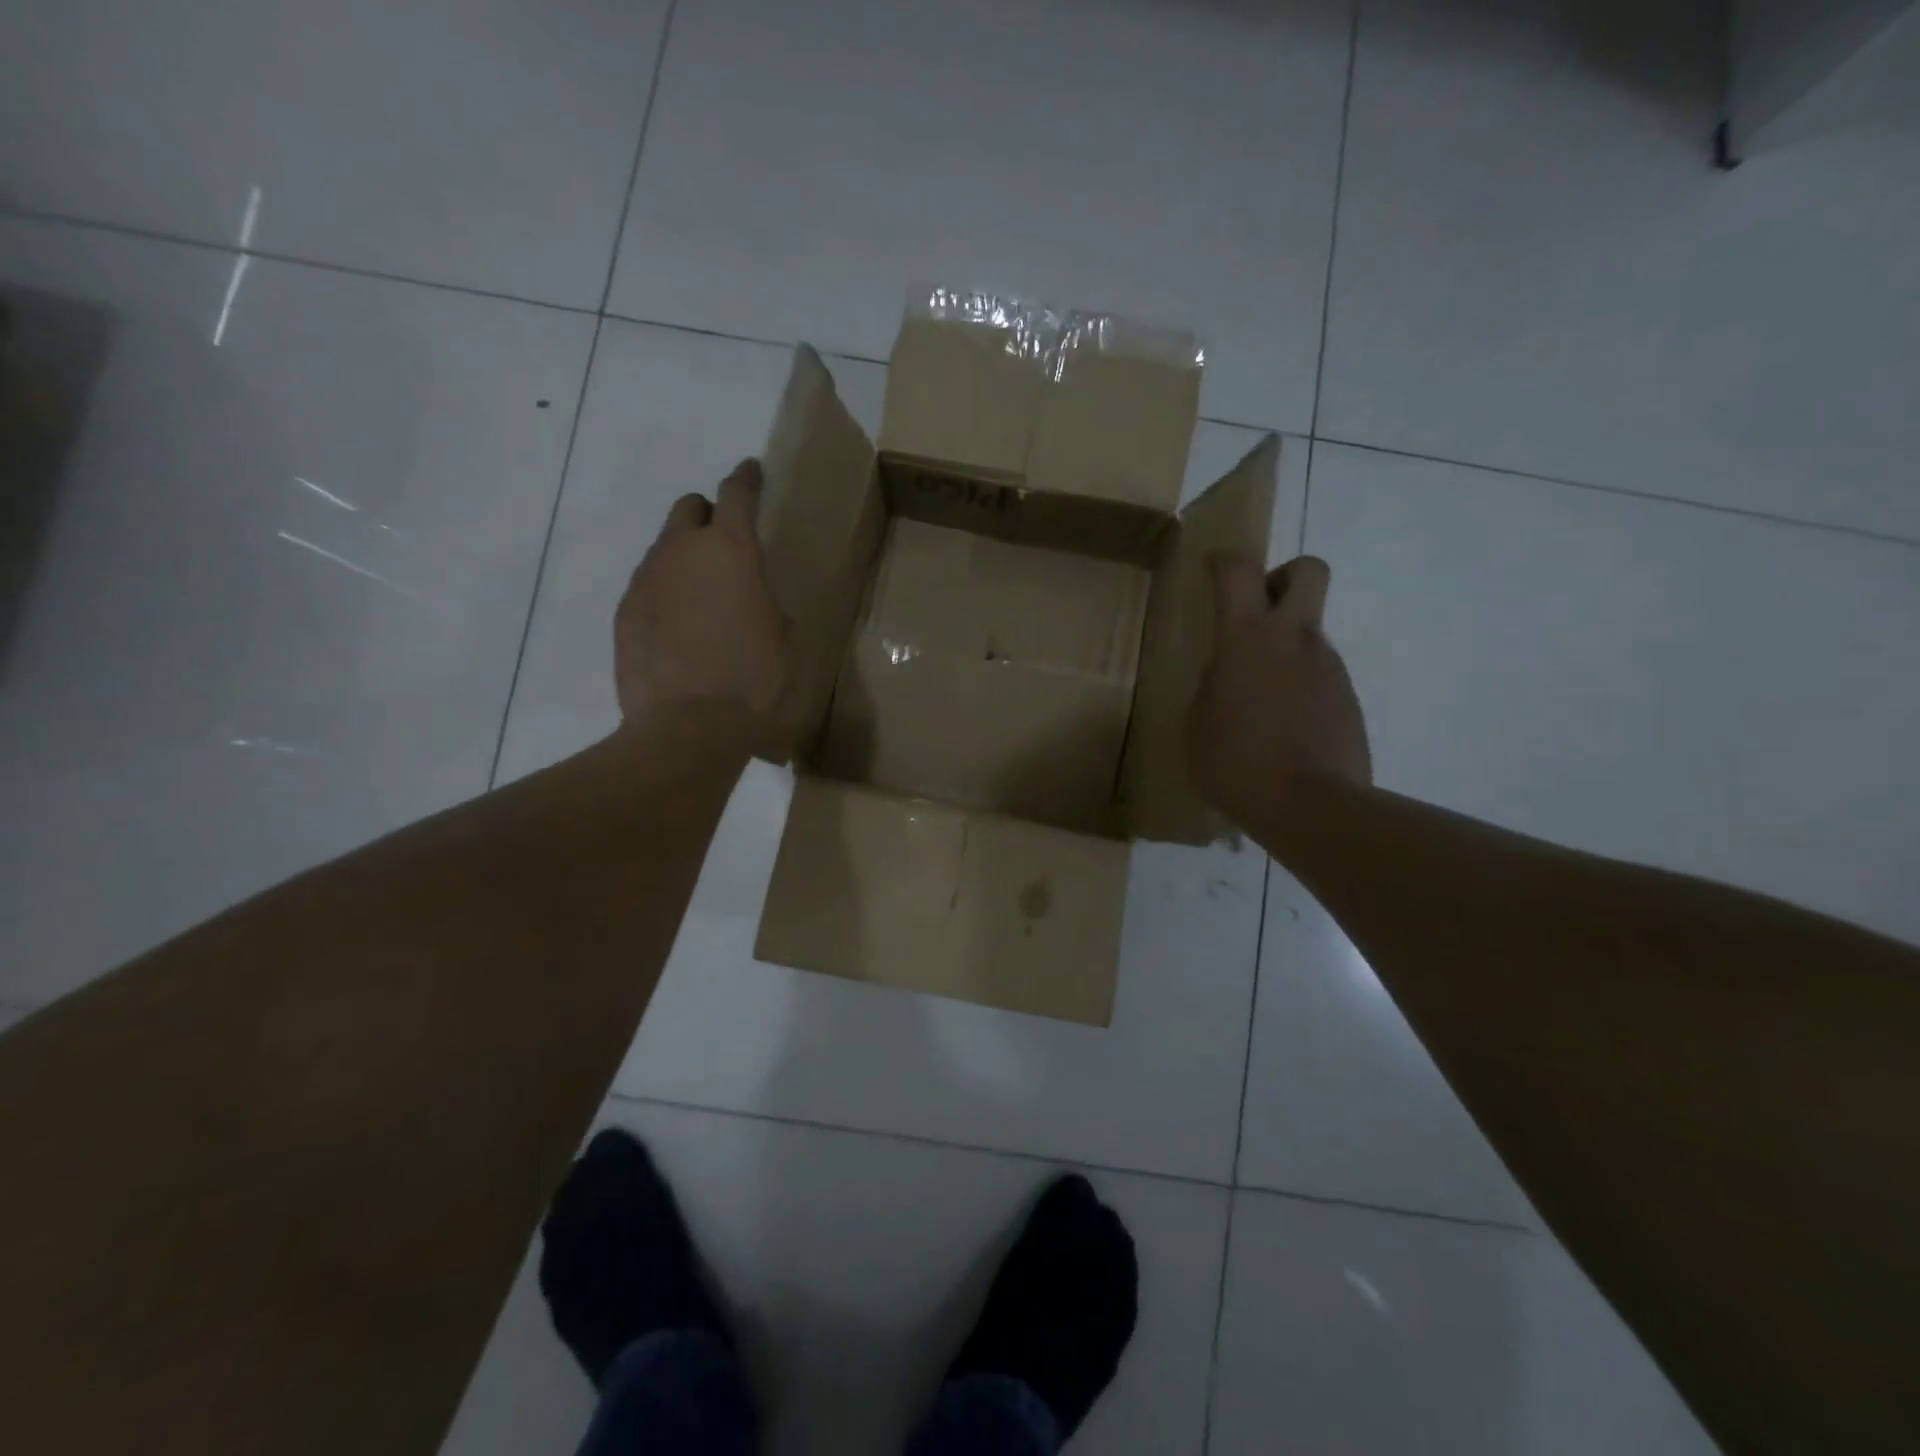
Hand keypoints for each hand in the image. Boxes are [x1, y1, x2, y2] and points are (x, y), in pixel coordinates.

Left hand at [613, 459, 796, 755]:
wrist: (688, 727)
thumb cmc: (753, 682)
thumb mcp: (785, 641)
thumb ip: (768, 605)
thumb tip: (756, 603)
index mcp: (732, 551)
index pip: (737, 494)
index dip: (746, 479)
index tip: (750, 471)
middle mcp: (682, 551)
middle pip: (688, 509)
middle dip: (707, 516)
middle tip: (723, 546)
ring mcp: (646, 579)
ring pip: (664, 549)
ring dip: (684, 560)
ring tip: (701, 600)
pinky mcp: (624, 611)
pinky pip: (648, 587)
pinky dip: (664, 595)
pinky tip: (677, 629)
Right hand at [1187, 554, 1370, 818]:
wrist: (1309, 806)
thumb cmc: (1235, 762)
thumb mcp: (1197, 723)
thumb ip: (1211, 685)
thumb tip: (1227, 674)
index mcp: (1246, 638)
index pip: (1238, 570)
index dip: (1223, 562)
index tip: (1212, 572)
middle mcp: (1293, 639)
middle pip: (1308, 571)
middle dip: (1282, 577)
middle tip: (1257, 612)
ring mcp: (1328, 667)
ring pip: (1310, 631)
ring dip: (1286, 646)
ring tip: (1259, 698)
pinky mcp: (1348, 697)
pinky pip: (1319, 673)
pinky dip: (1300, 685)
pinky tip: (1282, 725)